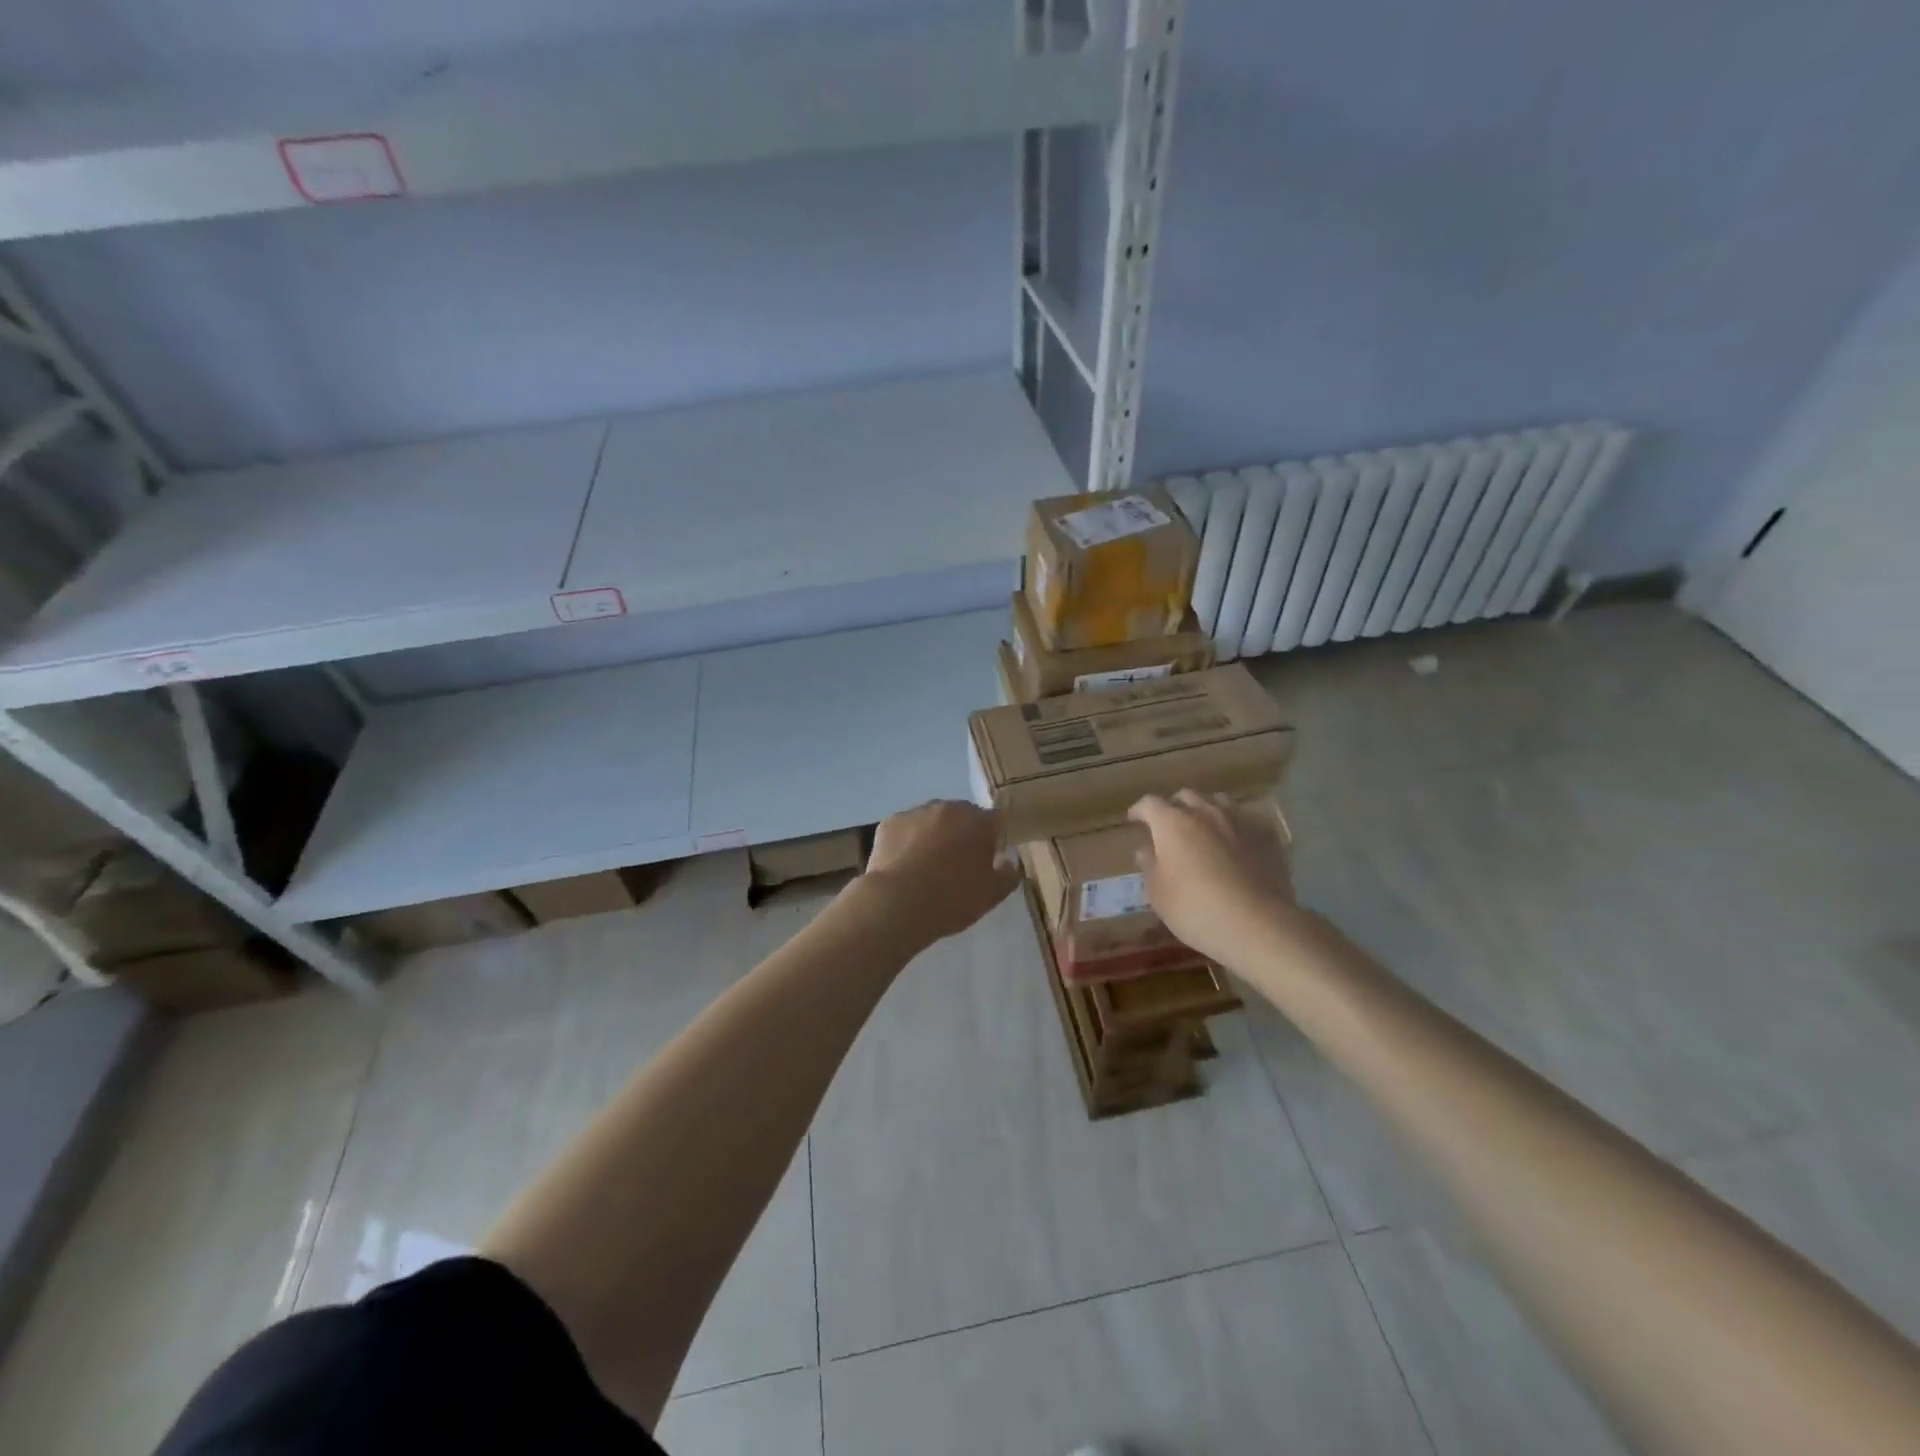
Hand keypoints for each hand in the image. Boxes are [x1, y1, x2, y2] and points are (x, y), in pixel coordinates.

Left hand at [862, 800, 1019, 945]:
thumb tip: (1008, 861)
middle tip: (957, 865)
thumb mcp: (992, 895)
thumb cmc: (952, 899)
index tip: (989, 859)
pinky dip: (908, 842)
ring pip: (932, 821)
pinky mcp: (889, 823)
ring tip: (927, 867)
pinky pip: (906, 829)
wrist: (898, 904)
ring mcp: (916, 813)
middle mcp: (948, 809)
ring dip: (934, 836)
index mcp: (978, 822)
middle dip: (963, 834)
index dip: (994, 838)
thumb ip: (1008, 874)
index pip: (996, 820)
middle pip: (962, 816)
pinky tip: (904, 866)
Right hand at [1128, 790, 1300, 967]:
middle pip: (1185, 796)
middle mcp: (1205, 813)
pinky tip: (1234, 844)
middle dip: (1173, 807)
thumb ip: (1150, 865)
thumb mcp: (1158, 893)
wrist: (1256, 924)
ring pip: (1217, 802)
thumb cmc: (1194, 908)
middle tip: (1168, 825)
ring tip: (1202, 828)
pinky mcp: (1265, 837)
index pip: (1150, 804)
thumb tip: (1147, 849)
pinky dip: (1232, 827)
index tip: (1134, 819)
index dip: (1139, 810)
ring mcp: (1238, 822)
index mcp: (1172, 822)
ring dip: (1205, 810)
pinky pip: (1244, 821)